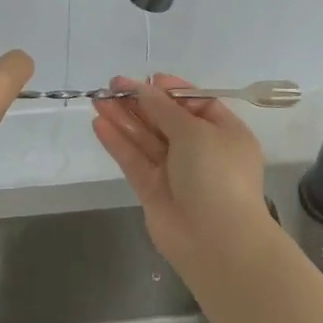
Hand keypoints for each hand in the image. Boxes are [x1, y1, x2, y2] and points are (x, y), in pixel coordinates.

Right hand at [90, 74, 273, 273]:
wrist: (218, 242)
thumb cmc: (217, 175)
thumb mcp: (195, 132)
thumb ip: (164, 109)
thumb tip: (144, 88)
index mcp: (224, 133)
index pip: (196, 103)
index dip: (171, 90)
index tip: (148, 79)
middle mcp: (201, 150)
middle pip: (166, 119)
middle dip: (141, 102)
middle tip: (112, 85)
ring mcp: (175, 172)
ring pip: (146, 139)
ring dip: (123, 118)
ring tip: (98, 99)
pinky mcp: (153, 191)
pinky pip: (134, 160)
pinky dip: (117, 142)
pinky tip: (99, 123)